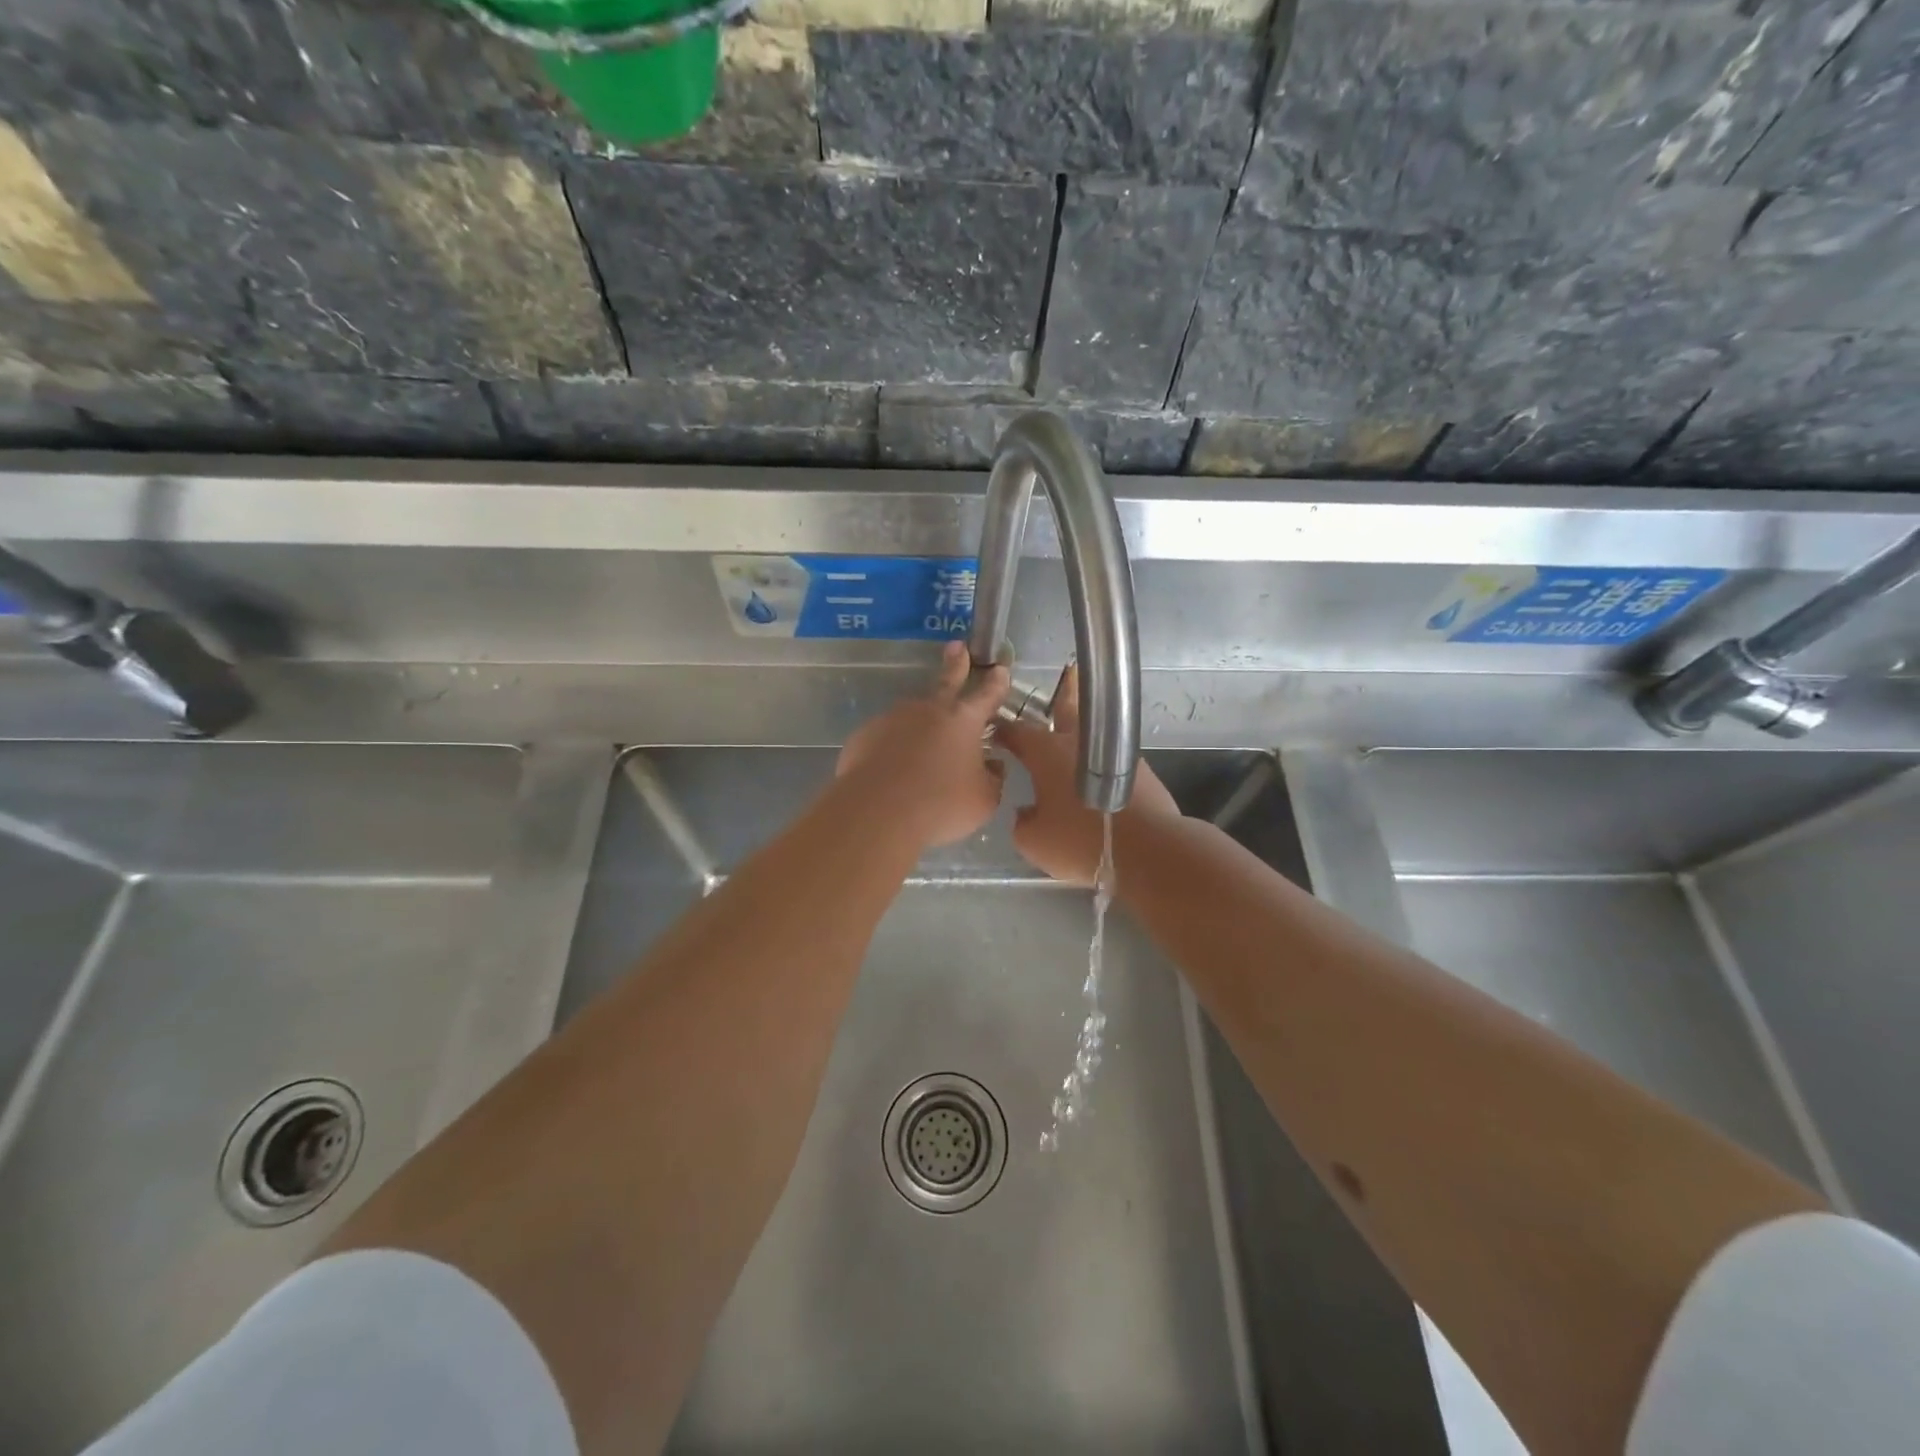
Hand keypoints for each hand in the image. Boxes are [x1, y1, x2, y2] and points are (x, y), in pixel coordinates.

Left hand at [837, 642, 1010, 847]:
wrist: (877, 812)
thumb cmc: (941, 805)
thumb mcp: (983, 799)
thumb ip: (992, 779)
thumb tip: (993, 766)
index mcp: (964, 720)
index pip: (987, 694)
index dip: (997, 682)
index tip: (1000, 668)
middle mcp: (929, 710)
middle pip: (946, 681)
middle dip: (956, 663)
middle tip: (957, 647)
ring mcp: (893, 719)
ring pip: (913, 714)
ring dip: (920, 722)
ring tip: (921, 749)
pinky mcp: (866, 735)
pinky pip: (886, 738)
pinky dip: (893, 747)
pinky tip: (892, 768)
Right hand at [997, 664, 1180, 884]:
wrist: (1146, 849)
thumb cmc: (1079, 841)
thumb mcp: (1033, 841)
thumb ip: (1023, 822)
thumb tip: (1027, 812)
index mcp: (1046, 753)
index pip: (1017, 731)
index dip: (1003, 730)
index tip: (995, 730)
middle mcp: (1078, 743)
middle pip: (1068, 708)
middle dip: (1064, 690)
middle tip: (1068, 671)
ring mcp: (1115, 752)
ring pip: (1095, 731)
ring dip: (1087, 726)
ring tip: (1083, 723)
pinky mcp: (1139, 769)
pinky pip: (1113, 756)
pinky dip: (1104, 758)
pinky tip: (1101, 771)